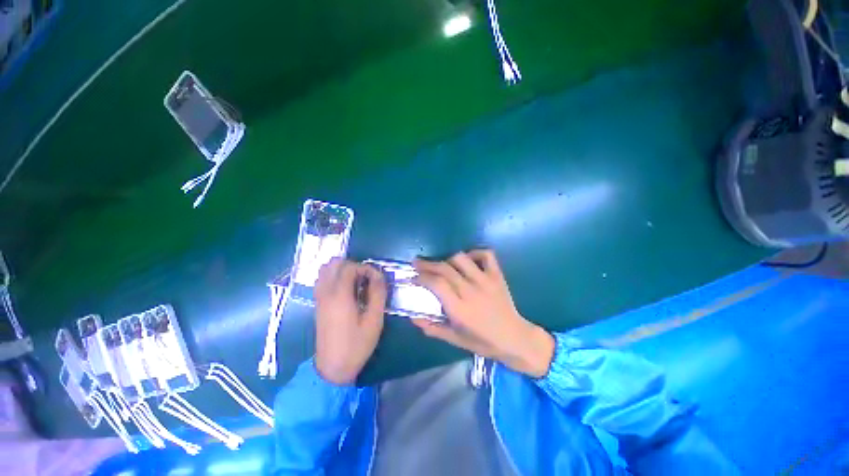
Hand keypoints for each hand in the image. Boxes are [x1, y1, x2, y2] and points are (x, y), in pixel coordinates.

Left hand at [314, 258, 386, 384]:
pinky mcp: (318, 304)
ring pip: (325, 270)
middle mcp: (326, 293)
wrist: (333, 368)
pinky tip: (346, 289)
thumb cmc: (357, 344)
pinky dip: (333, 277)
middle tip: (366, 278)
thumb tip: (379, 275)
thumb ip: (378, 294)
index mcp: (340, 296)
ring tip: (356, 282)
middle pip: (334, 264)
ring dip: (341, 270)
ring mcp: (319, 298)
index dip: (365, 268)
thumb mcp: (374, 320)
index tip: (376, 278)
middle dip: (353, 265)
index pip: (349, 267)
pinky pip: (322, 280)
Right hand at [412, 250, 554, 377]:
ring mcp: (485, 280)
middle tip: (417, 263)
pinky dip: (475, 253)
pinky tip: (468, 260)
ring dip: (448, 259)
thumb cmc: (483, 342)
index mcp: (459, 308)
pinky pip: (486, 255)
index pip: (436, 283)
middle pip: (444, 268)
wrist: (515, 339)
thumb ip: (432, 328)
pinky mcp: (497, 275)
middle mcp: (471, 290)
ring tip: (442, 265)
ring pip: (461, 258)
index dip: (421, 277)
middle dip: (427, 264)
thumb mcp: (455, 339)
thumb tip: (413, 318)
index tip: (413, 277)